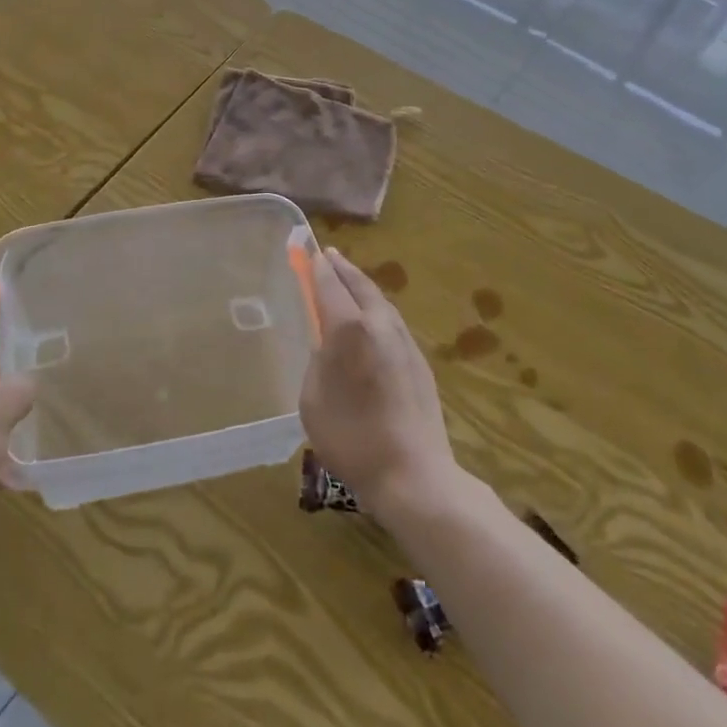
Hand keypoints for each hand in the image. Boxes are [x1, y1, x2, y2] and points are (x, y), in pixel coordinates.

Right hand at [299, 247, 458, 522]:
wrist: (414, 475)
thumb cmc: (352, 439)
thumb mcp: (313, 399)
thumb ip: (318, 360)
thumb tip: (328, 343)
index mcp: (350, 329)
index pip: (330, 286)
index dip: (317, 267)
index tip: (308, 250)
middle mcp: (380, 325)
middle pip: (360, 285)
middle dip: (342, 268)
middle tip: (329, 255)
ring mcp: (404, 342)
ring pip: (380, 301)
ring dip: (362, 286)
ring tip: (348, 281)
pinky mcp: (419, 361)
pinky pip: (392, 321)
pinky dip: (376, 309)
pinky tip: (371, 319)